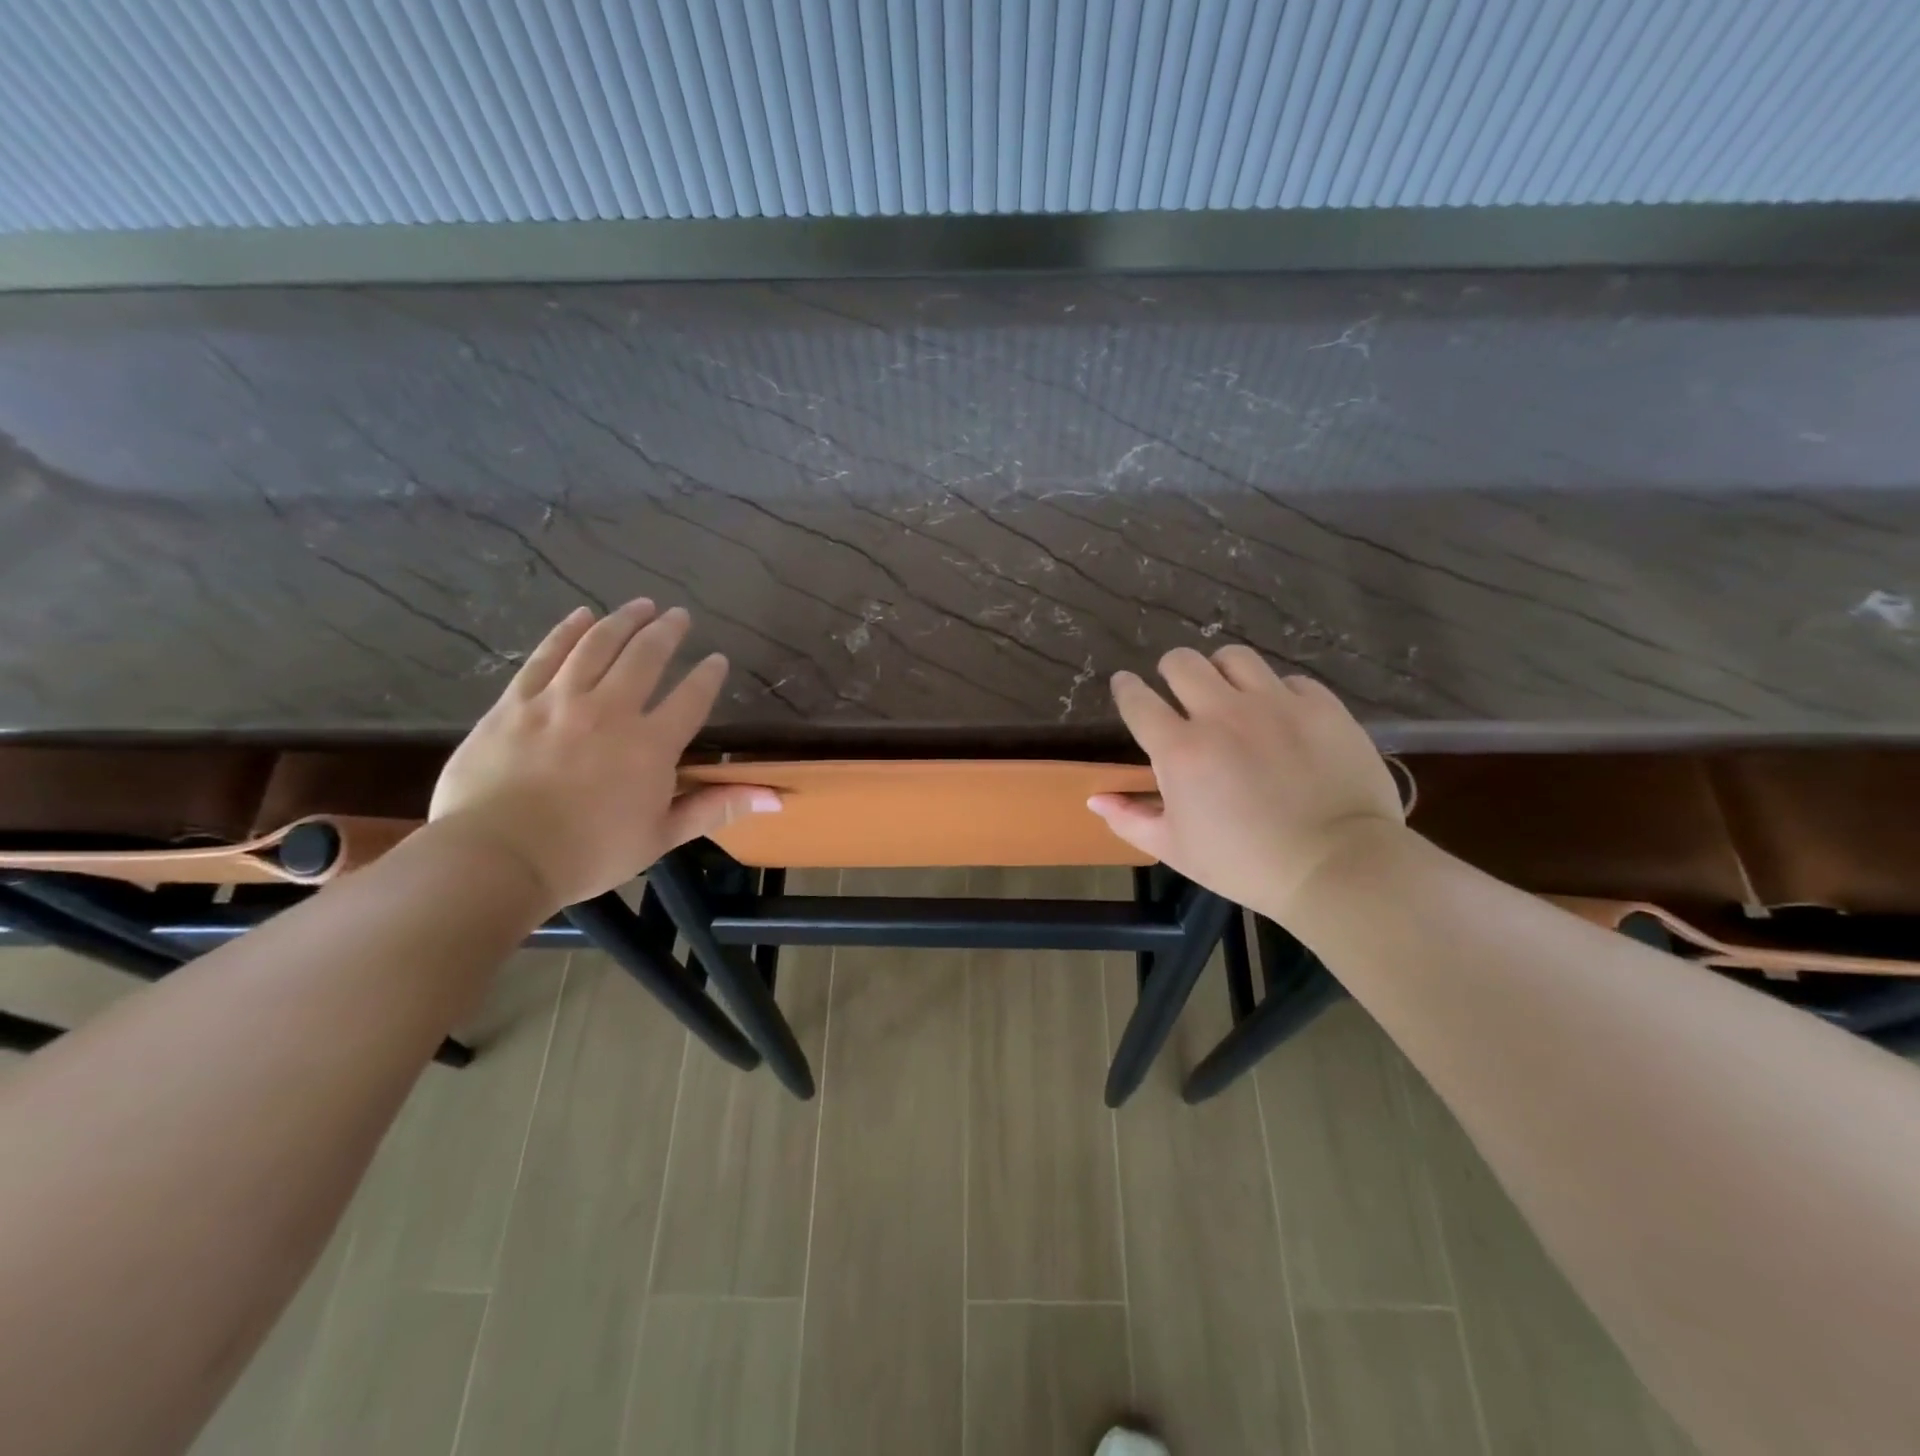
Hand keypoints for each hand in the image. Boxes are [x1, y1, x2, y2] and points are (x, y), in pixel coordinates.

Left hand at [429, 601, 779, 911]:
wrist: (497, 858)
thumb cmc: (588, 854)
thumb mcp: (661, 836)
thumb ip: (716, 808)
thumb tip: (776, 798)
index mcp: (651, 745)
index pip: (691, 697)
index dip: (708, 675)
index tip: (717, 659)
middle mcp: (610, 710)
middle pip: (645, 657)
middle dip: (667, 632)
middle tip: (679, 616)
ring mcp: (560, 701)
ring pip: (597, 645)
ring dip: (623, 620)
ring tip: (641, 605)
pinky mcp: (517, 702)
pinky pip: (546, 655)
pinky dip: (567, 631)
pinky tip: (581, 615)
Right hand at [1088, 646, 1402, 921]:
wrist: (1337, 867)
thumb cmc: (1245, 864)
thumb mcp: (1175, 849)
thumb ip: (1130, 819)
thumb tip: (1096, 799)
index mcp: (1180, 750)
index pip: (1137, 700)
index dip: (1126, 689)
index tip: (1126, 686)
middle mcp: (1222, 714)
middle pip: (1181, 662)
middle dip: (1170, 671)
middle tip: (1178, 692)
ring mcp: (1274, 704)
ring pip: (1234, 657)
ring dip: (1220, 671)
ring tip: (1227, 692)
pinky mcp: (1320, 706)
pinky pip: (1287, 679)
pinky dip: (1275, 692)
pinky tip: (1279, 716)